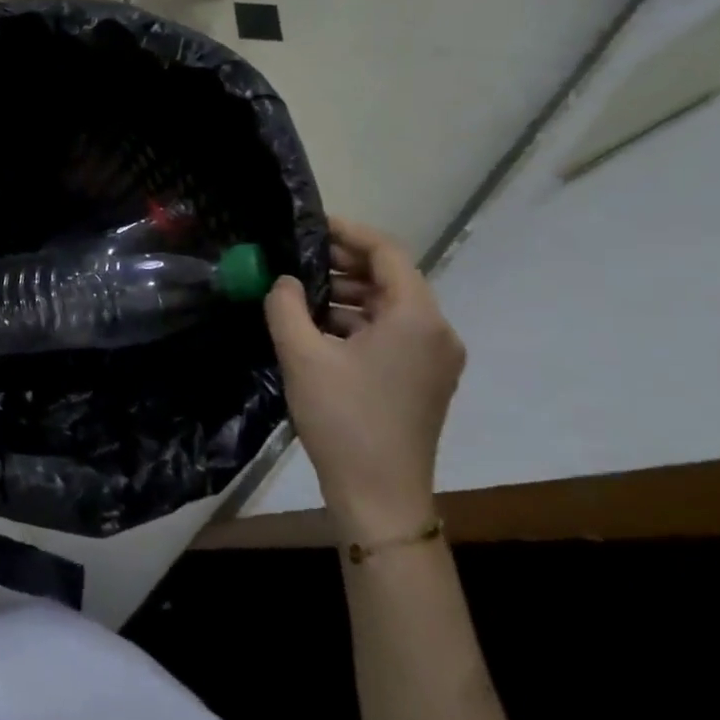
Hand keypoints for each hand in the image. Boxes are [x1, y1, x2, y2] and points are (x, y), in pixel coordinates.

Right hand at [264, 217, 465, 540]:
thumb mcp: (302, 355)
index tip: (309, 224)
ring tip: (298, 292)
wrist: (379, 495)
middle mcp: (436, 330)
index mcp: (416, 317)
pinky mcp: (424, 379)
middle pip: (390, 277)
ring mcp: (434, 357)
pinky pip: (391, 332)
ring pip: (389, 306)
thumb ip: (286, 305)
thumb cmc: (343, 418)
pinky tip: (317, 327)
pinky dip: (357, 321)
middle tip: (296, 257)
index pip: (386, 251)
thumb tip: (284, 280)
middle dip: (343, 263)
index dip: (347, 231)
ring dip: (347, 293)